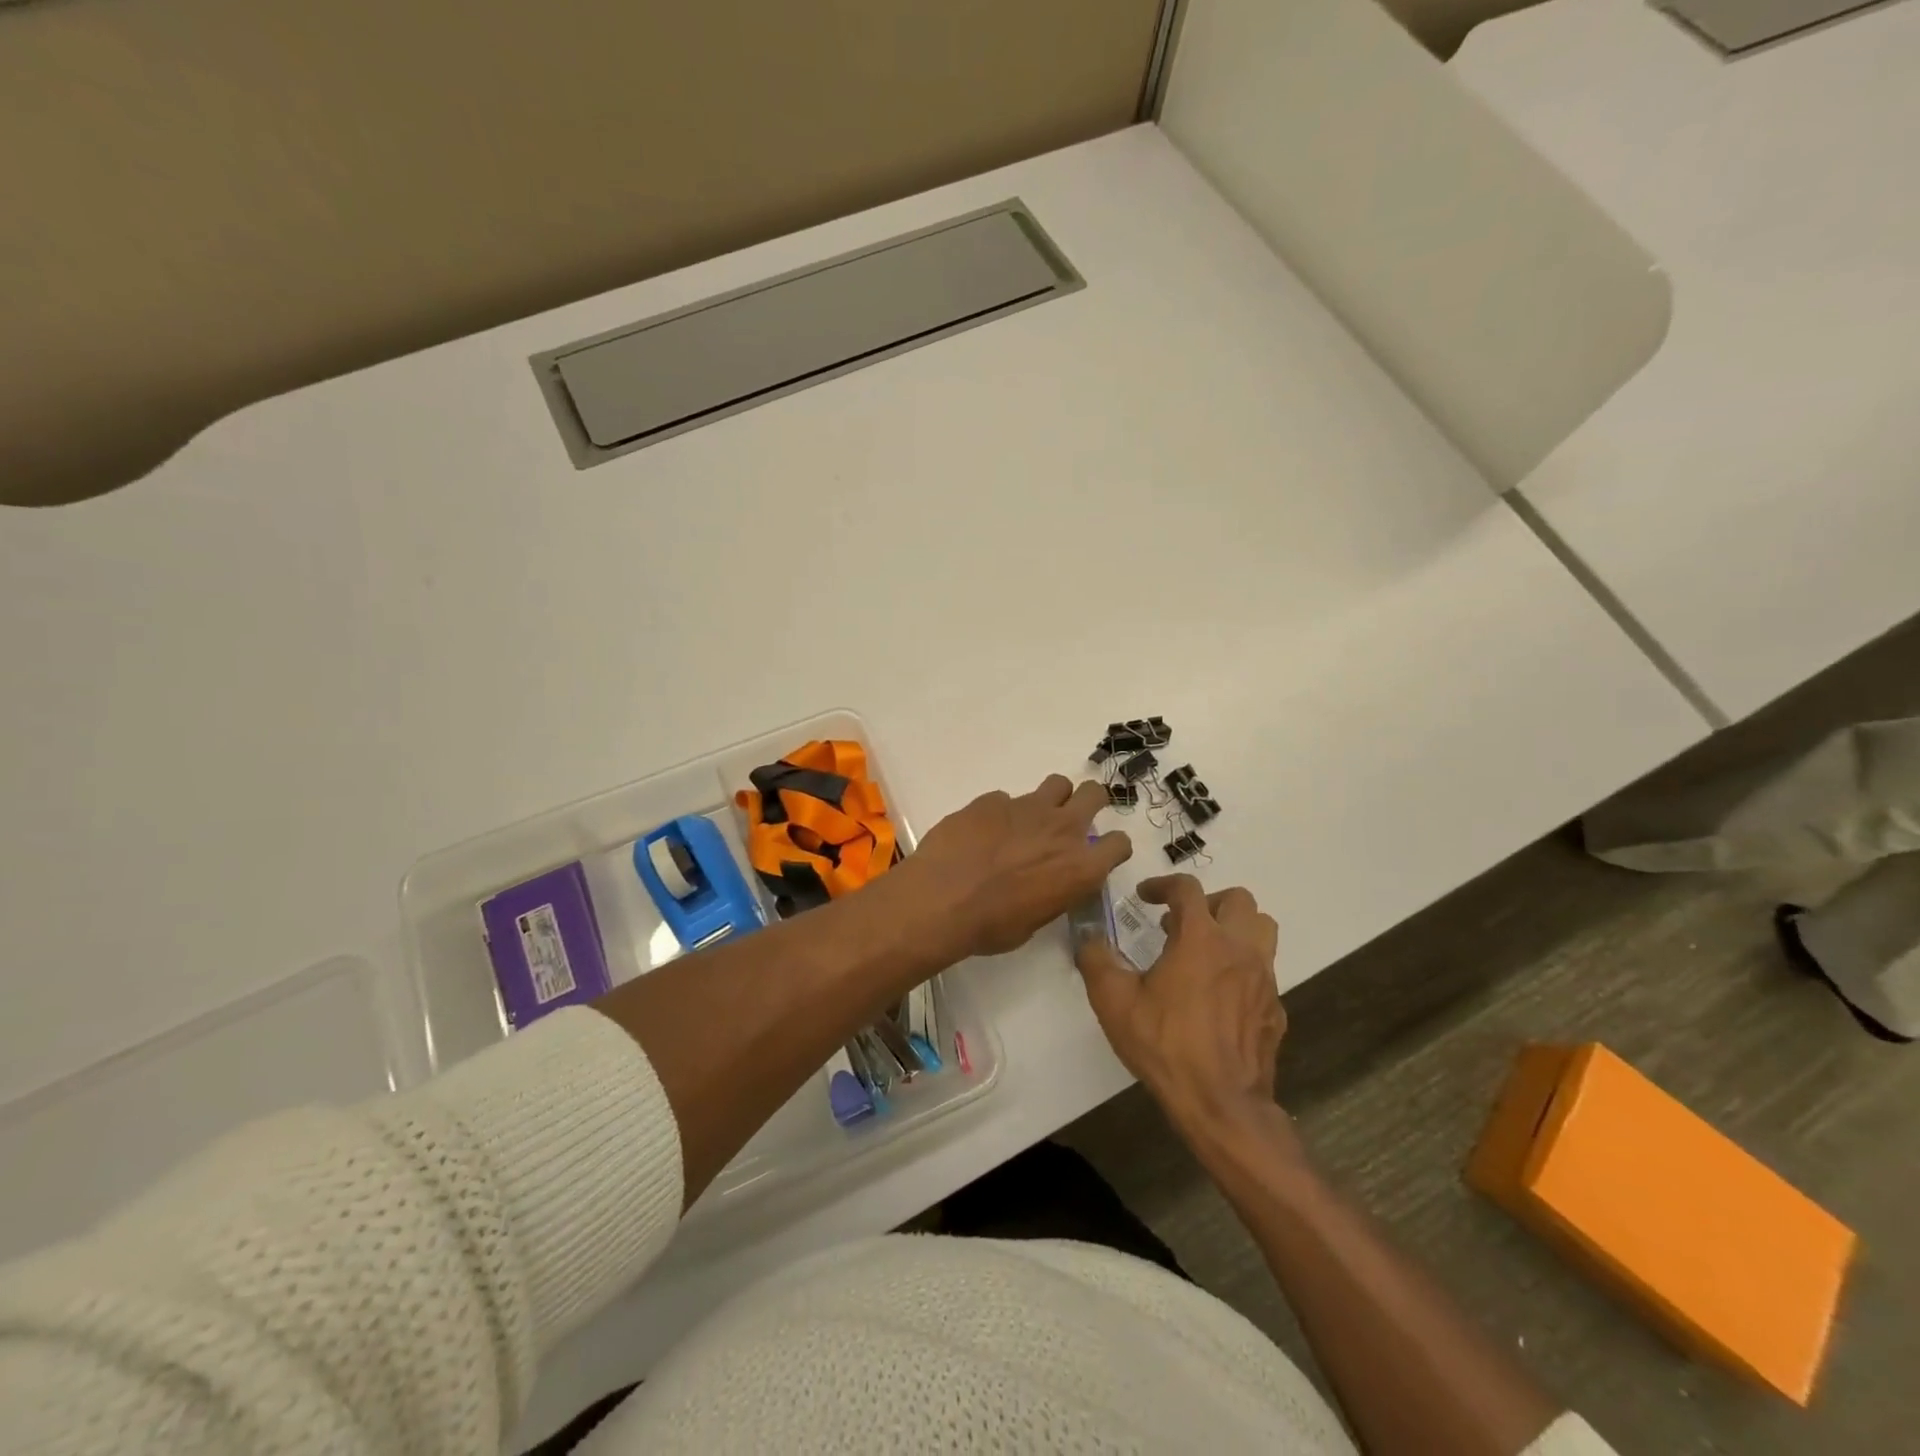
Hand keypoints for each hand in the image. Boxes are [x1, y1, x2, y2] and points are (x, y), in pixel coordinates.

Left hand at [903, 775, 1132, 960]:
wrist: (941, 900)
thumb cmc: (991, 925)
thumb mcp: (1035, 920)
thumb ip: (1054, 891)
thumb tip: (1050, 882)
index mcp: (1080, 867)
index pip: (1119, 843)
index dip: (1110, 847)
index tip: (1097, 853)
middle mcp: (1062, 829)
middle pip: (1094, 794)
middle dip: (1088, 803)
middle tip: (1071, 820)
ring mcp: (1027, 807)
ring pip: (1057, 784)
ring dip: (1051, 799)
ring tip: (1031, 819)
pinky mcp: (993, 799)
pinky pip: (1007, 799)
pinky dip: (1002, 813)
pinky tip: (983, 832)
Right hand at [1075, 874, 1285, 1141]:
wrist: (1221, 1104)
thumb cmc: (1166, 1045)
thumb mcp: (1114, 1001)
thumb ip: (1096, 960)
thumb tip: (1088, 937)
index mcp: (1201, 938)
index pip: (1187, 889)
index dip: (1163, 885)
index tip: (1146, 897)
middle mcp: (1239, 949)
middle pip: (1238, 900)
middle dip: (1207, 902)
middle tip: (1181, 923)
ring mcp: (1264, 978)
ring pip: (1262, 929)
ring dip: (1235, 927)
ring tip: (1206, 948)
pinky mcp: (1275, 1008)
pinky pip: (1264, 970)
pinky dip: (1243, 967)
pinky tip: (1220, 994)